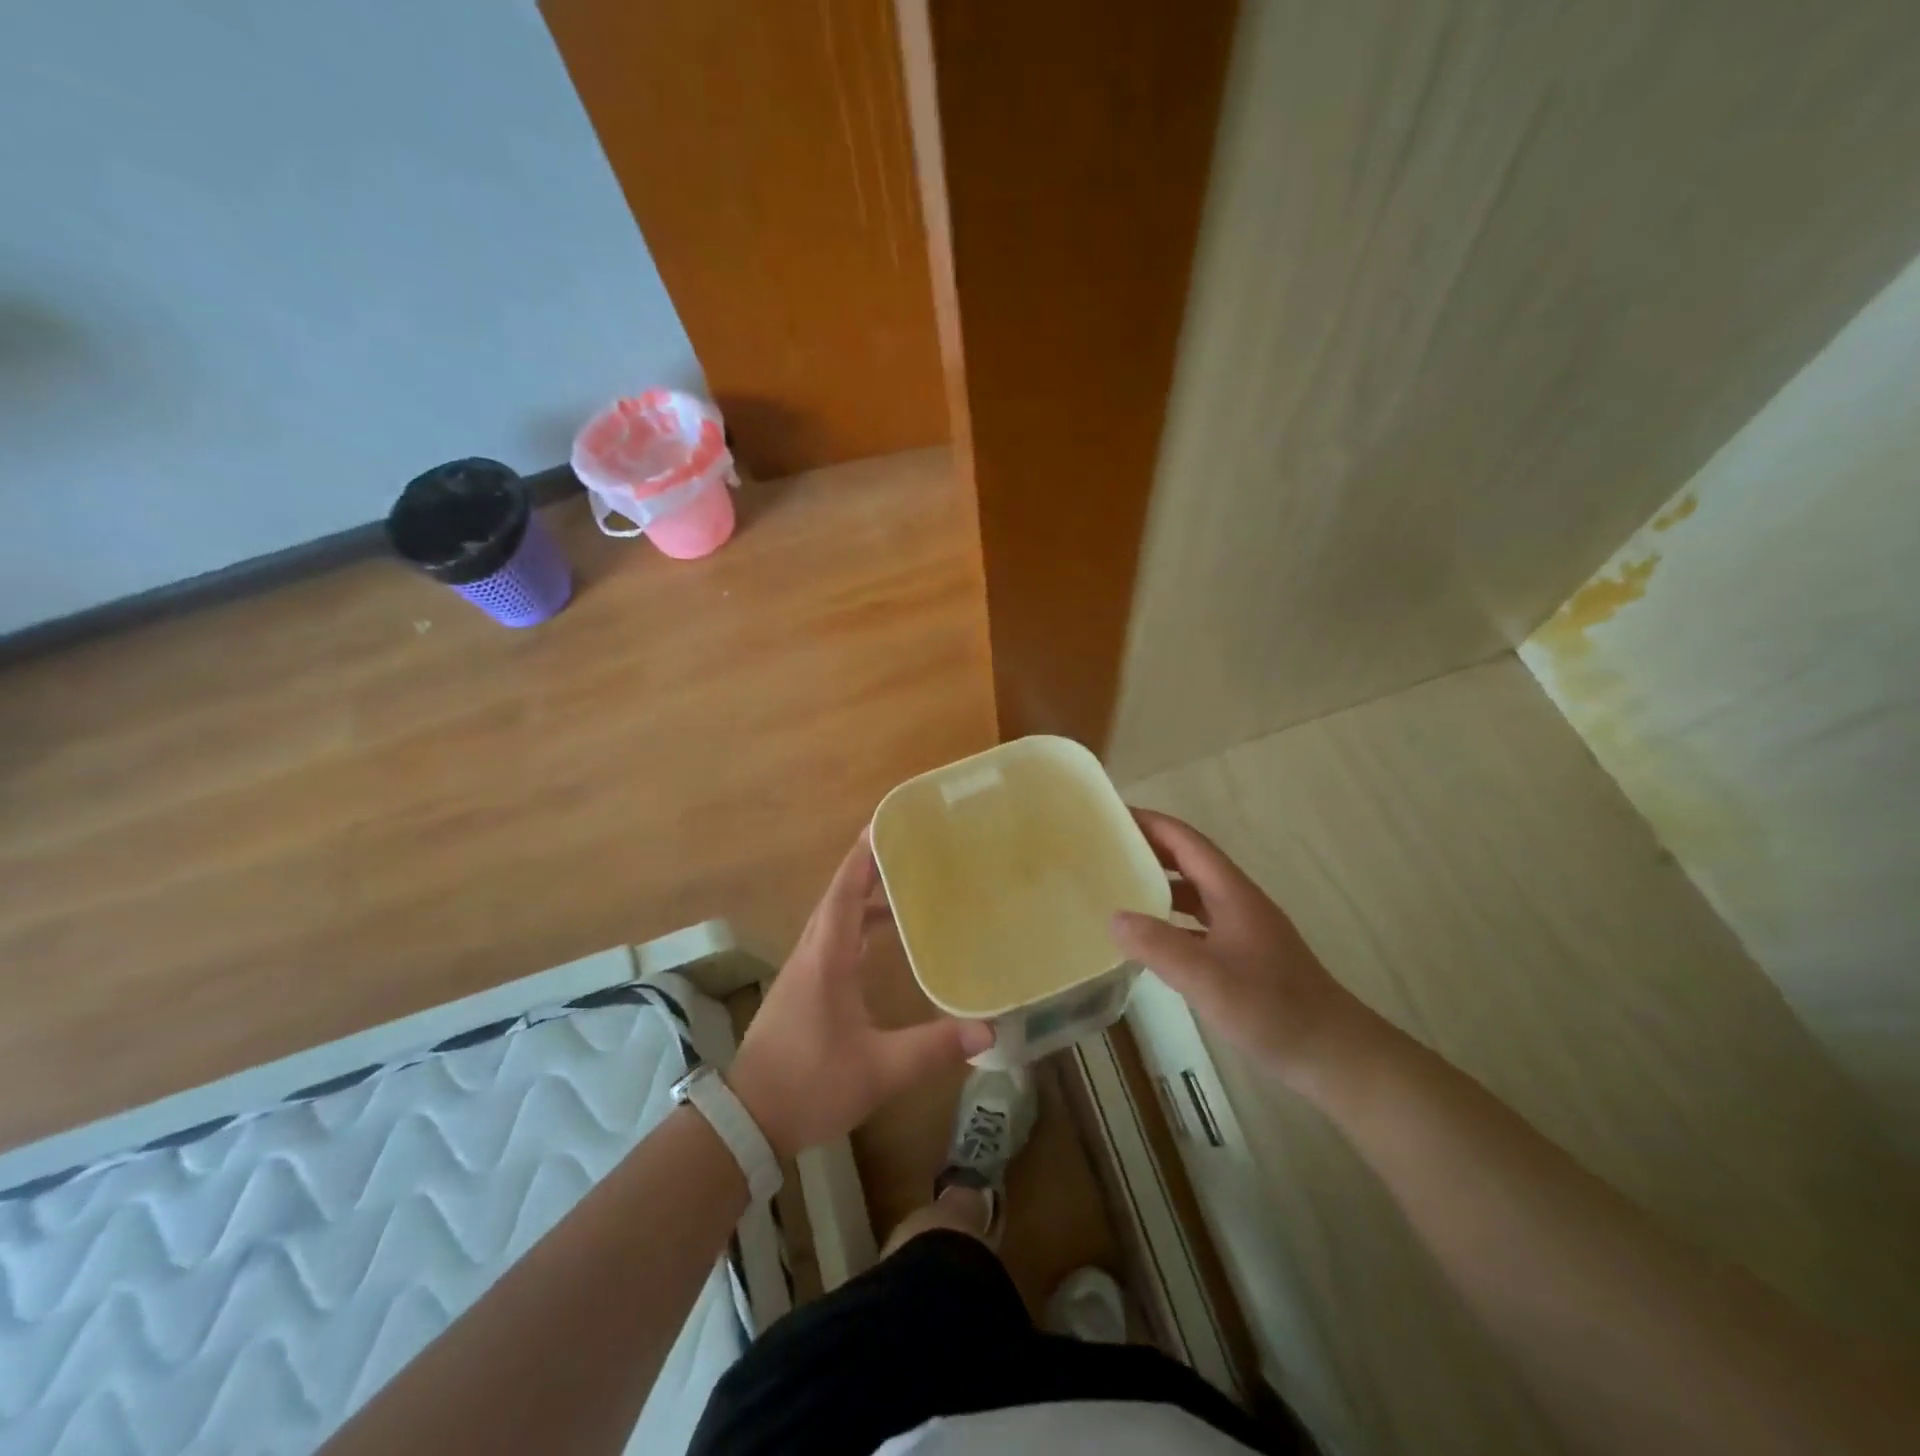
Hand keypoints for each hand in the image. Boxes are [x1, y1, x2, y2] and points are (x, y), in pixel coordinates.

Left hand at [730, 829, 993, 1158]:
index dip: (862, 858)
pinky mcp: (802, 990)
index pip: (844, 894)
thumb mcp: (879, 1069)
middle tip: (903, 847)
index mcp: (826, 959)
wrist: (748, 1120)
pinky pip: (832, 941)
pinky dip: (856, 926)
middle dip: (867, 868)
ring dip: (861, 897)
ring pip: (833, 919)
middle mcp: (811, 955)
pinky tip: (878, 939)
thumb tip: (988, 1030)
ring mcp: (803, 972)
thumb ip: (933, 1048)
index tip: (881, 824)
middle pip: (838, 897)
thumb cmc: (810, 1085)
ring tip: (900, 885)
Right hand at [1111, 809, 1373, 1089]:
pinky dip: (1171, 919)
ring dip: (1159, 883)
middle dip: (1150, 848)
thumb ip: (1160, 947)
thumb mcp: (1209, 979)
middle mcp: (1237, 902)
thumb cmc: (1272, 1008)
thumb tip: (1114, 917)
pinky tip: (1150, 939)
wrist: (1332, 1053)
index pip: (1186, 842)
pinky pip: (1198, 923)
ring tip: (1119, 887)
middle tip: (1105, 849)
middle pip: (1189, 861)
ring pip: (1194, 892)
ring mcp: (1243, 929)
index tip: (1112, 815)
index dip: (1151, 823)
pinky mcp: (1244, 956)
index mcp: (1231, 893)